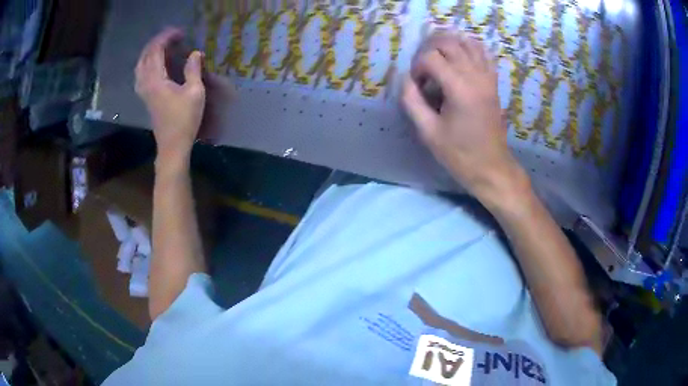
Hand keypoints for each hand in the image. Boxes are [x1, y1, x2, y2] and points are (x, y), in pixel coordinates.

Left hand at [135, 28, 205, 162]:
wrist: (172, 145)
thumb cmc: (184, 120)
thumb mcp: (194, 93)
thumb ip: (193, 70)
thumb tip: (194, 53)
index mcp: (156, 80)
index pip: (155, 51)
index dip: (166, 38)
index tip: (179, 33)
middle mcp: (146, 84)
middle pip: (144, 57)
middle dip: (156, 43)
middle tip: (171, 37)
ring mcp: (143, 92)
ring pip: (140, 66)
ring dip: (149, 53)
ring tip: (161, 47)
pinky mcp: (146, 98)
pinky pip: (140, 75)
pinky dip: (146, 64)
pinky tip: (153, 65)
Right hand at [402, 33, 527, 206]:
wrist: (492, 167)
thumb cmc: (459, 154)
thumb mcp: (428, 132)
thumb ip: (411, 100)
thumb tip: (405, 79)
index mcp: (459, 88)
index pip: (430, 58)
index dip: (417, 68)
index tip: (417, 86)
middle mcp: (475, 75)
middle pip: (448, 42)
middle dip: (429, 50)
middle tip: (423, 70)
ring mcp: (488, 76)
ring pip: (466, 42)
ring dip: (448, 45)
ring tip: (438, 58)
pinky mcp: (493, 81)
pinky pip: (483, 53)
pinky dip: (469, 48)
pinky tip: (459, 58)